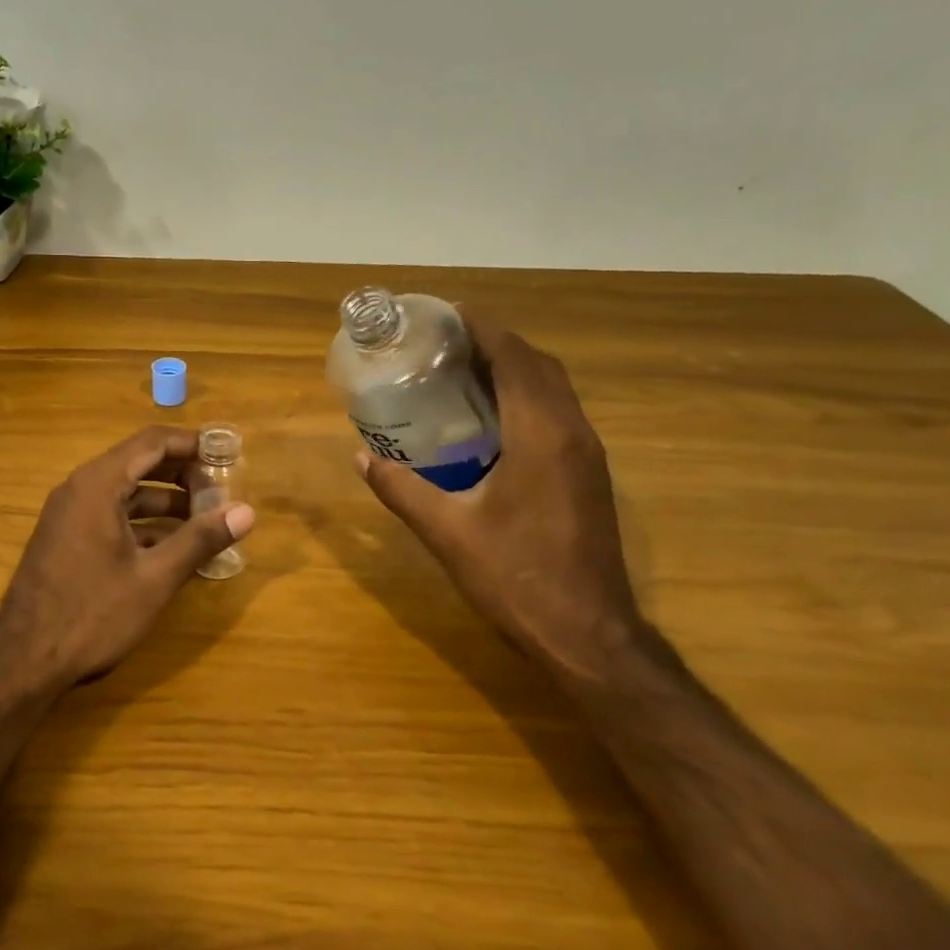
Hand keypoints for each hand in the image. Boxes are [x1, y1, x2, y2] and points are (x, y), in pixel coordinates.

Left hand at [0, 426, 255, 688]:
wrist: (24, 660)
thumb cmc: (93, 613)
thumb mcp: (155, 578)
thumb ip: (200, 539)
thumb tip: (247, 512)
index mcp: (98, 484)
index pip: (152, 442)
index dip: (192, 444)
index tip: (226, 454)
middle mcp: (80, 488)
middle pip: (139, 463)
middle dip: (182, 474)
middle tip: (220, 492)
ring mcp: (69, 514)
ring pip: (125, 492)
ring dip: (165, 501)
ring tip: (204, 520)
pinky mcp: (66, 539)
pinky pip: (111, 514)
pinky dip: (143, 522)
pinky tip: (171, 547)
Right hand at [356, 318, 639, 672]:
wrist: (587, 635)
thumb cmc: (516, 578)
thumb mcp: (447, 533)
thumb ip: (401, 490)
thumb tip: (360, 458)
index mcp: (542, 435)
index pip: (515, 358)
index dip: (482, 328)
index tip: (445, 314)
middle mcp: (572, 433)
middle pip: (538, 365)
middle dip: (495, 343)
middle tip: (444, 343)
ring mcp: (587, 455)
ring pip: (553, 389)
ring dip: (513, 369)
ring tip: (460, 371)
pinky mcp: (589, 476)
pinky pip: (557, 414)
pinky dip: (525, 398)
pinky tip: (489, 420)